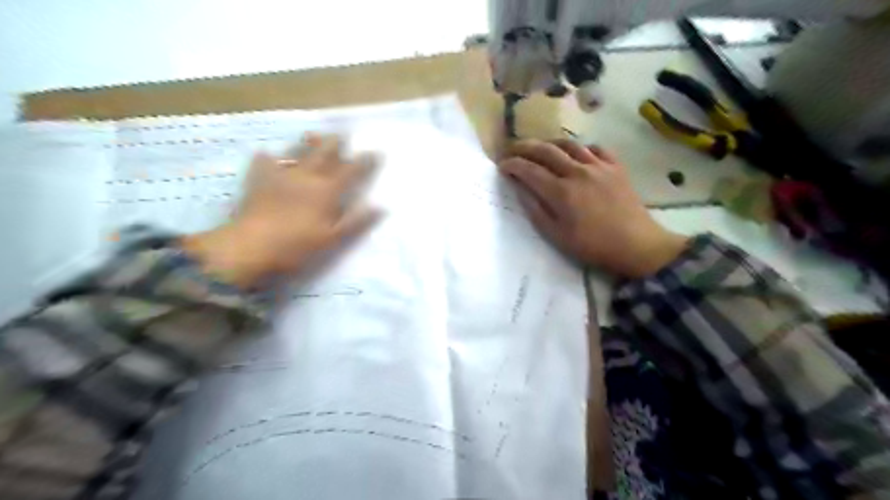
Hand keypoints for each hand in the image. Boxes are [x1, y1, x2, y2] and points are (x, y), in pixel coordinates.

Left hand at [183, 133, 382, 289]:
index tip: (376, 151)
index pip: (352, 171)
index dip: (365, 161)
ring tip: (312, 135)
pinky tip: (267, 156)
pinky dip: (269, 157)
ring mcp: (281, 175)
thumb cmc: (297, 246)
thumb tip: (380, 206)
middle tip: (342, 134)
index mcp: (327, 191)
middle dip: (336, 143)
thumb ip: (357, 221)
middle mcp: (307, 176)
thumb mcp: (333, 238)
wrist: (251, 246)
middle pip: (325, 153)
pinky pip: (265, 162)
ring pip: (297, 152)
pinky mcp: (259, 179)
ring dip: (307, 143)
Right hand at [499, 138, 686, 278]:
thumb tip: (520, 190)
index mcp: (561, 192)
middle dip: (525, 147)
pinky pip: (596, 148)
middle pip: (546, 150)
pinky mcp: (616, 167)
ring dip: (550, 143)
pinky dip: (581, 148)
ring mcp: (599, 166)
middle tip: (512, 149)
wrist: (636, 245)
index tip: (502, 165)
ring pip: (570, 144)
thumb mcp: (557, 236)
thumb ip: (536, 211)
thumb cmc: (593, 246)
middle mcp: (577, 172)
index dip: (512, 165)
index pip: (529, 170)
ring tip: (541, 147)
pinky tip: (577, 154)